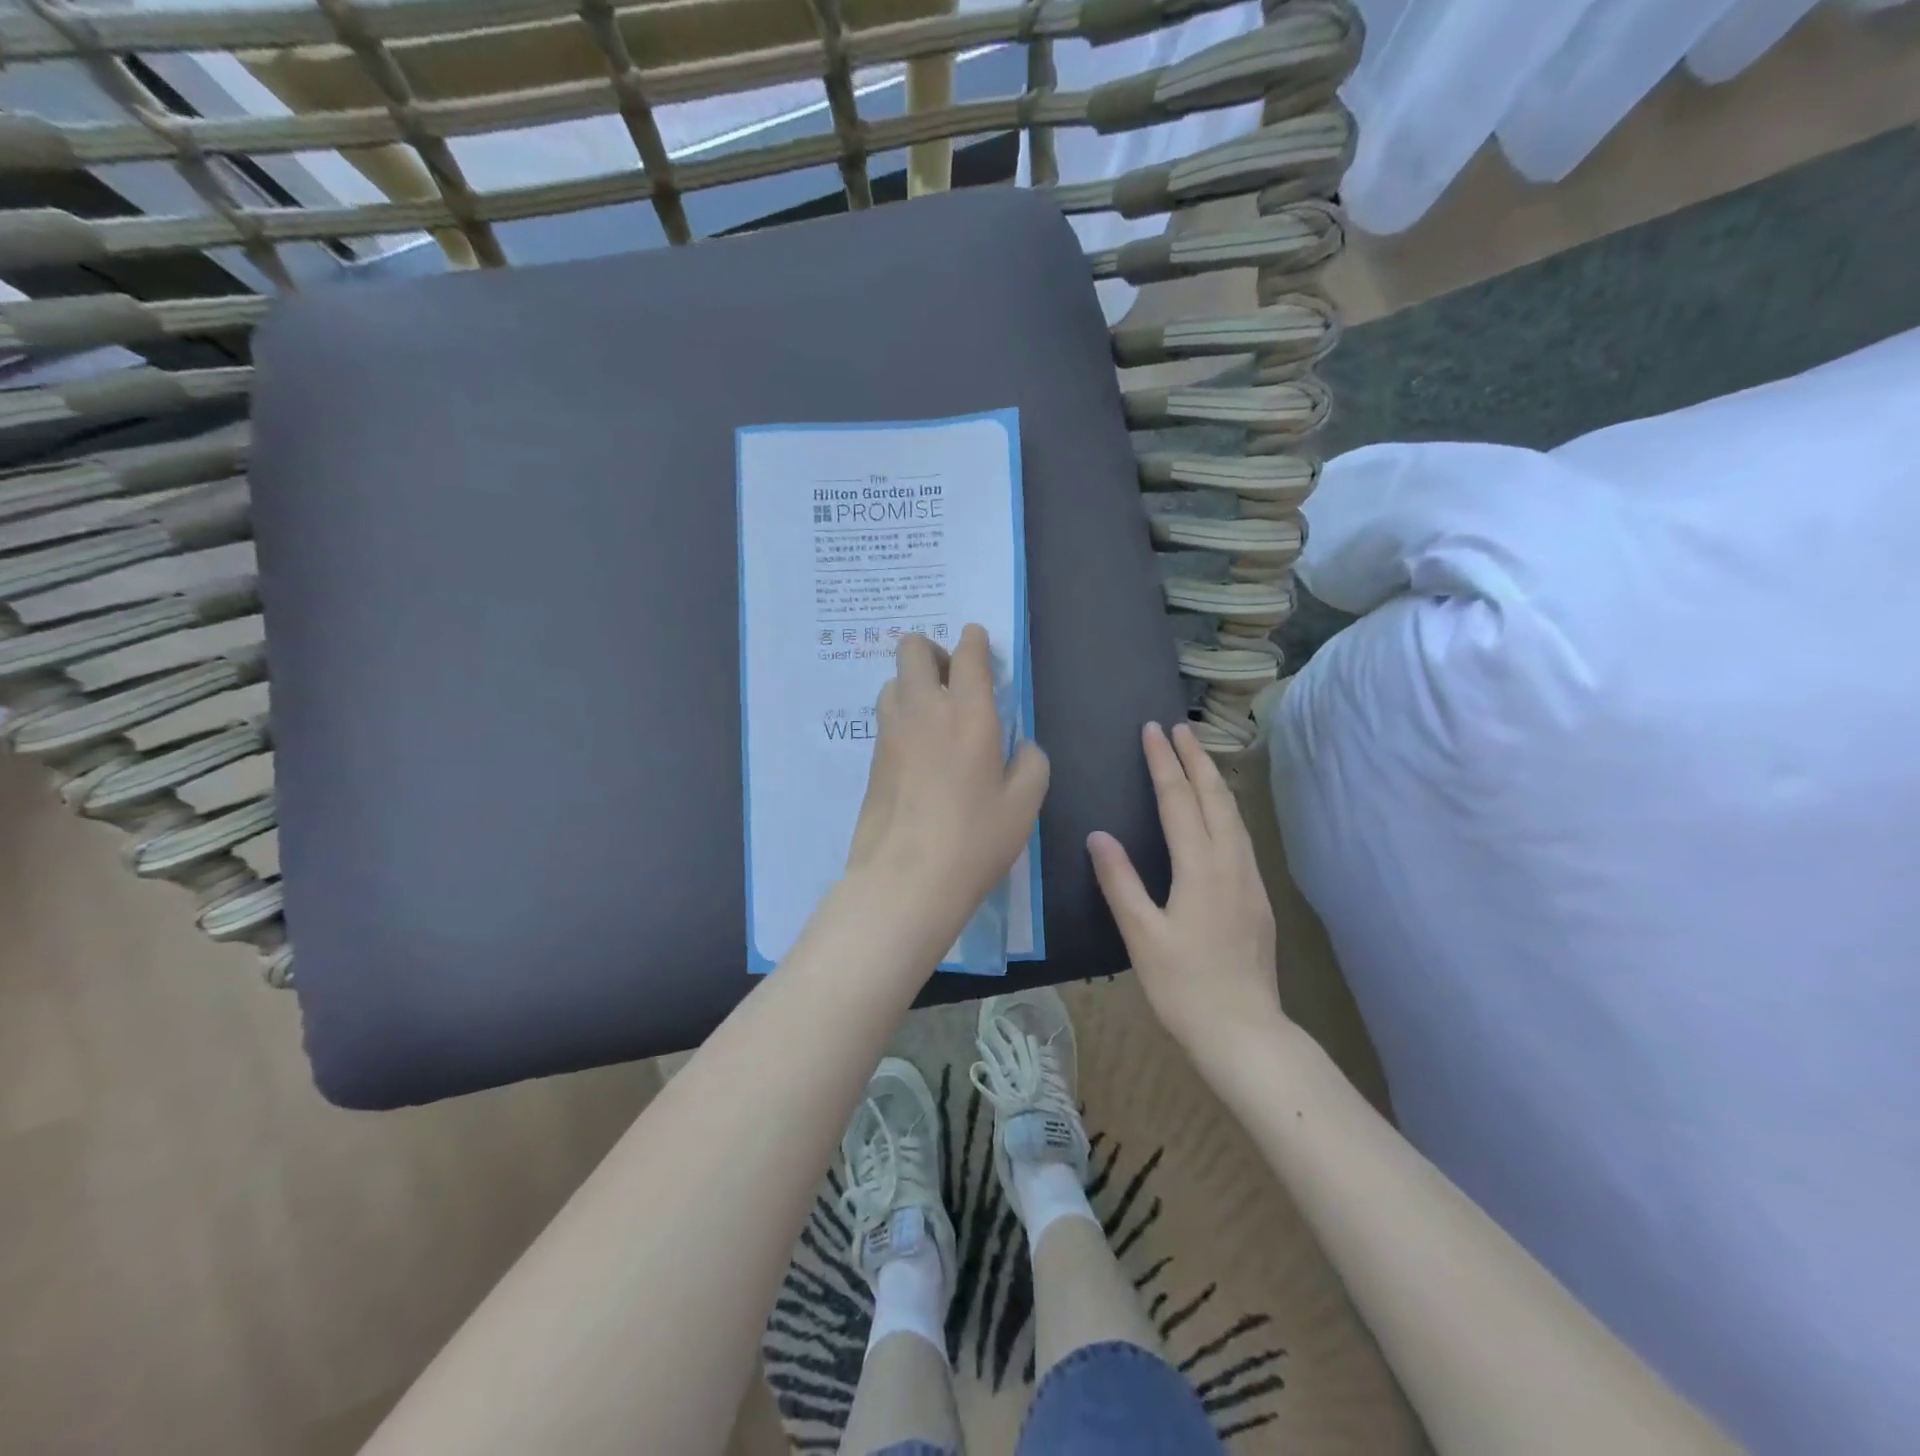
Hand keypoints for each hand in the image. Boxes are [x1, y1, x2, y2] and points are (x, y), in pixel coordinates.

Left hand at [842, 625, 1049, 963]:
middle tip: (953, 681)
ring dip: (914, 683)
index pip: (967, 653)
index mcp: (968, 713)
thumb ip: (1031, 763)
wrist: (905, 880)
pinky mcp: (872, 758)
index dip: (974, 640)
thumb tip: (1022, 746)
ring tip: (935, 716)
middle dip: (933, 651)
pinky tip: (919, 749)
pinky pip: (886, 717)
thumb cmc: (974, 841)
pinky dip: (902, 716)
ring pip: (894, 681)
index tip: (979, 645)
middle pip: (912, 648)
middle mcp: (924, 710)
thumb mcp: (1024, 805)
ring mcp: (890, 732)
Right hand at [1088, 721, 1282, 1061]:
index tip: (1152, 730)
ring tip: (1198, 756)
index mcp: (1200, 868)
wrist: (1244, 1032)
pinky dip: (1226, 807)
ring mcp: (1250, 879)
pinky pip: (1241, 834)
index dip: (1164, 763)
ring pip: (1234, 814)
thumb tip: (1098, 836)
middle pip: (1216, 797)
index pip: (1179, 800)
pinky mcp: (1257, 897)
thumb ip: (1120, 882)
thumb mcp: (1141, 935)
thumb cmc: (1184, 986)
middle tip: (1178, 728)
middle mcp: (1231, 863)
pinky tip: (1218, 812)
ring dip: (1214, 779)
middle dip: (1196, 758)